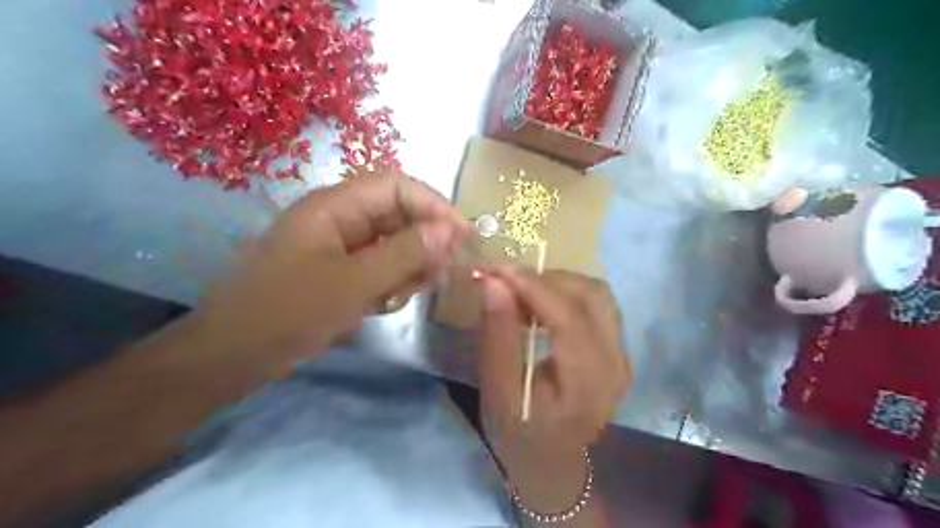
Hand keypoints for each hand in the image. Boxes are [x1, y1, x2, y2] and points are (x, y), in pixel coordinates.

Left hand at [196, 171, 470, 369]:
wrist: (232, 357)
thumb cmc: (287, 313)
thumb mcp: (353, 283)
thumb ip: (405, 253)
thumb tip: (450, 229)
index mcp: (335, 207)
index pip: (397, 186)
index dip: (433, 204)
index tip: (462, 235)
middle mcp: (340, 220)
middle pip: (398, 215)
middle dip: (424, 242)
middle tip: (442, 272)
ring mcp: (339, 247)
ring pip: (392, 244)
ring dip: (409, 266)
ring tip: (409, 293)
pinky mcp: (339, 272)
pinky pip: (379, 268)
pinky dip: (391, 283)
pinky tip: (384, 304)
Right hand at [479, 270, 629, 518]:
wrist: (552, 462)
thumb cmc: (519, 432)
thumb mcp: (498, 391)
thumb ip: (497, 335)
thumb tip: (493, 283)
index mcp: (587, 384)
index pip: (568, 318)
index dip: (533, 287)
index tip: (497, 270)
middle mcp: (616, 364)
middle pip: (591, 296)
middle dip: (545, 279)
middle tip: (506, 283)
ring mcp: (622, 355)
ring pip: (597, 294)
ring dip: (557, 283)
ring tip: (522, 295)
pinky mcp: (617, 349)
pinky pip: (596, 304)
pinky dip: (566, 294)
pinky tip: (540, 306)